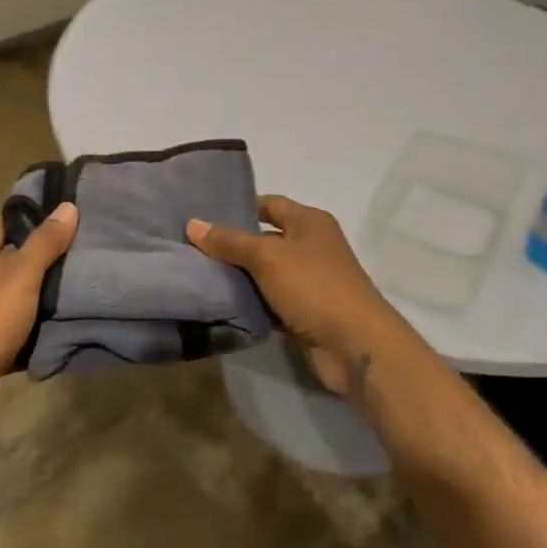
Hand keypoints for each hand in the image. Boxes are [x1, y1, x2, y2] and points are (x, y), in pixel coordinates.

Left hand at [0, 202, 76, 452]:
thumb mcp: (20, 275)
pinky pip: (13, 334)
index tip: (68, 217)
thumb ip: (45, 242)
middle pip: (11, 262)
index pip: (2, 223)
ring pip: (14, 300)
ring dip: (41, 299)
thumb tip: (67, 205)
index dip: (32, 217)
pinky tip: (61, 332)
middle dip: (45, 260)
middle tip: (86, 254)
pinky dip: (33, 334)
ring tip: (83, 289)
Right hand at [186, 195, 412, 399]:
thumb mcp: (268, 257)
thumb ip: (230, 242)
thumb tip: (193, 224)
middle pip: (266, 239)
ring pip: (266, 273)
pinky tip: (221, 306)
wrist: (353, 343)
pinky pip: (271, 302)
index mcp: (309, 222)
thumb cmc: (313, 285)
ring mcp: (309, 281)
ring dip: (239, 277)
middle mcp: (311, 246)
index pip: (270, 204)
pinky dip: (251, 304)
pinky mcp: (304, 312)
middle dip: (233, 245)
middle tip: (192, 249)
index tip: (204, 216)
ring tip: (198, 276)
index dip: (240, 207)